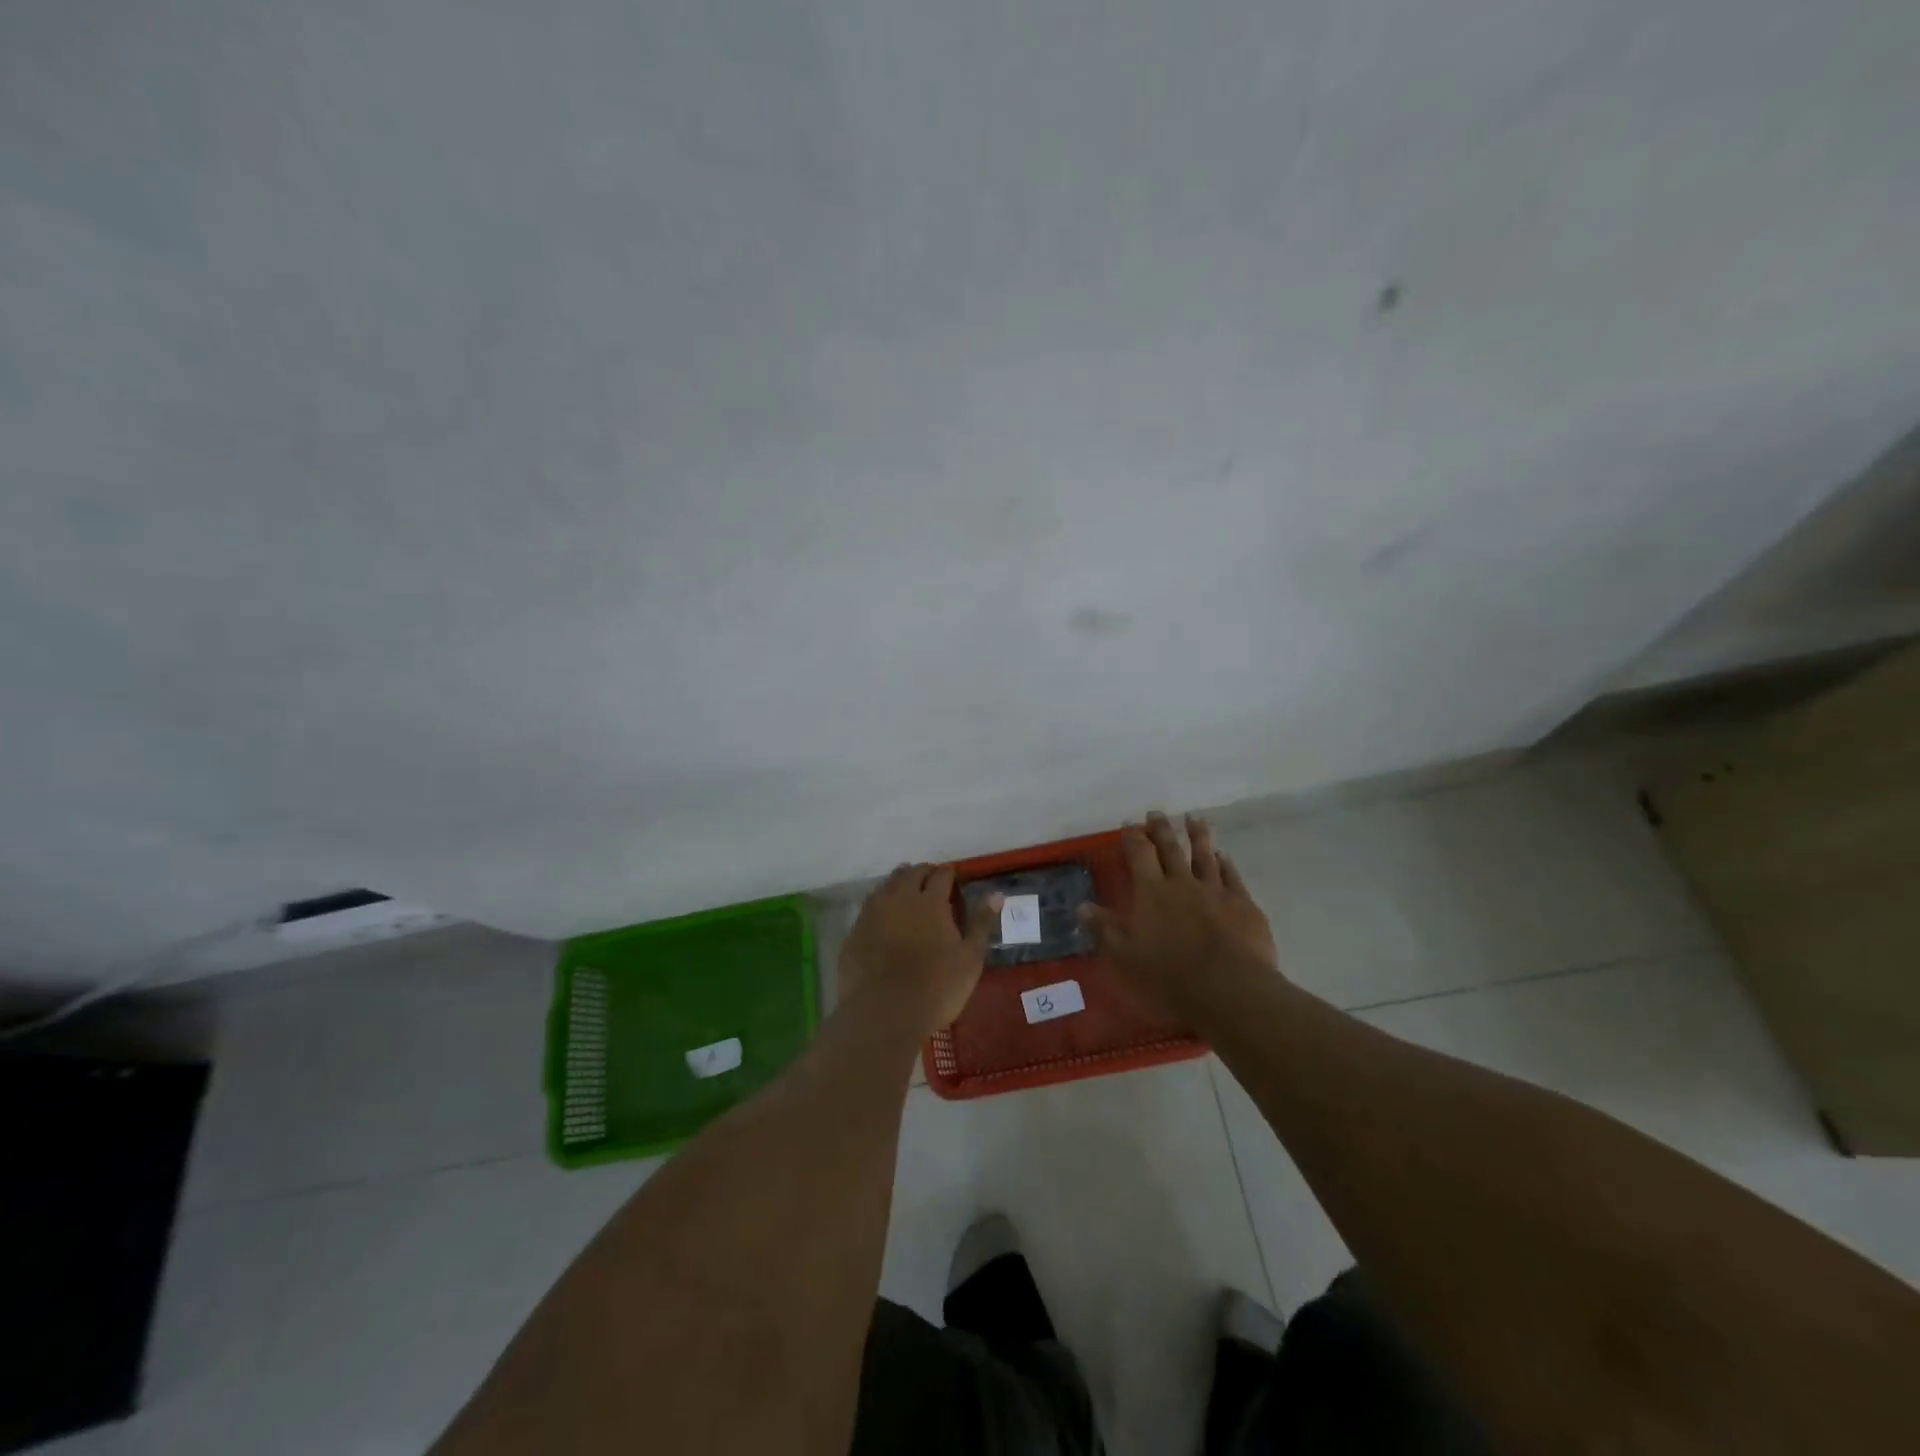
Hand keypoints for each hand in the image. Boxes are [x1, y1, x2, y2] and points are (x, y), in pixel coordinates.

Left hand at [840, 864, 997, 1036]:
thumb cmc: (936, 987)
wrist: (884, 1013)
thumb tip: (996, 894)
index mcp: (931, 902)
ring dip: (899, 882)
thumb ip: (981, 923)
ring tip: (906, 890)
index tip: (953, 877)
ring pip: (887, 885)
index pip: (941, 875)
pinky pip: (869, 906)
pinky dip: (880, 903)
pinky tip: (883, 915)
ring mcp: (873, 913)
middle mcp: (900, 898)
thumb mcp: (970, 958)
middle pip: (911, 874)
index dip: (948, 873)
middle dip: (922, 873)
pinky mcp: (855, 931)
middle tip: (930, 880)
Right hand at [1080, 812, 1278, 1017]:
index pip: (1139, 855)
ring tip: (1194, 818)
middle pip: (1171, 848)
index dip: (1133, 838)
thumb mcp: (1124, 956)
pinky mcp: (1243, 905)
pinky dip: (1226, 864)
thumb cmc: (1168, 975)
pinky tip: (1224, 856)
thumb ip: (1104, 928)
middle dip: (1162, 829)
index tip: (1129, 824)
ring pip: (1205, 855)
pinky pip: (1232, 876)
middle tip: (1157, 813)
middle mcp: (1182, 883)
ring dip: (1198, 836)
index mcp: (1151, 892)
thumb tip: (1081, 906)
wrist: (1228, 988)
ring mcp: (1215, 891)